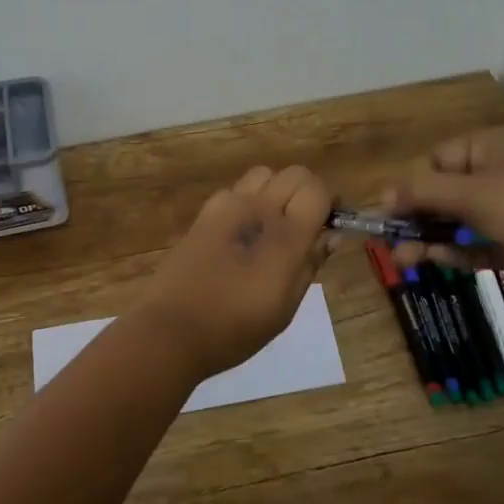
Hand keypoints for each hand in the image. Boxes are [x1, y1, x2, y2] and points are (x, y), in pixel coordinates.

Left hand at [134, 165, 333, 381]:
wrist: (172, 329)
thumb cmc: (236, 329)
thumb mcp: (285, 307)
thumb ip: (310, 264)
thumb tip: (330, 235)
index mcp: (285, 236)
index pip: (317, 189)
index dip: (330, 201)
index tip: (330, 223)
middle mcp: (258, 209)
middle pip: (294, 173)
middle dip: (307, 191)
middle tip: (307, 222)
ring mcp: (227, 207)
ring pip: (263, 174)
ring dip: (276, 189)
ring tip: (274, 221)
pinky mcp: (204, 213)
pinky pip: (235, 190)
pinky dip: (248, 199)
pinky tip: (242, 229)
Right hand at [384, 126, 503, 309]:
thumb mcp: (471, 194)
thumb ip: (423, 192)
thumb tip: (382, 193)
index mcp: (492, 147)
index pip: (439, 158)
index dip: (413, 183)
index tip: (391, 209)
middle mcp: (498, 174)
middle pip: (442, 191)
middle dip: (415, 214)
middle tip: (388, 236)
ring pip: (454, 220)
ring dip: (426, 237)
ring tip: (401, 258)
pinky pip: (470, 243)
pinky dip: (450, 251)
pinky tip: (428, 261)